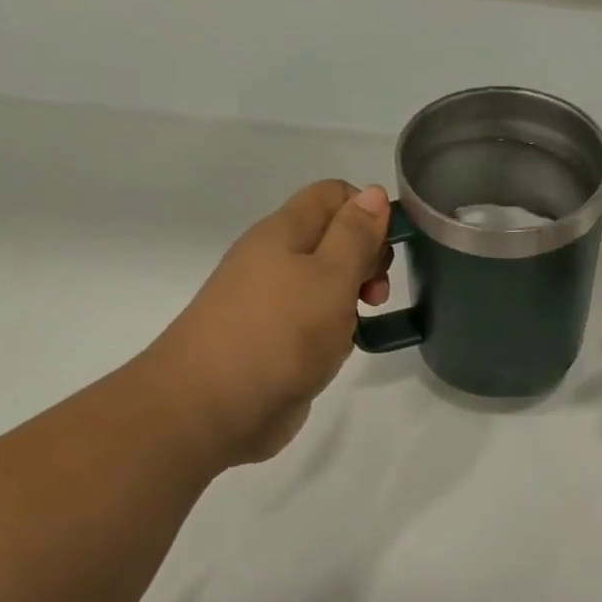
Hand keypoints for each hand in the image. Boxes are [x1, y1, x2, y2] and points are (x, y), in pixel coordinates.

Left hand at [142, 180, 391, 467]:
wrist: (212, 408)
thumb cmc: (280, 333)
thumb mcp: (330, 276)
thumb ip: (355, 235)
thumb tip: (373, 193)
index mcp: (283, 233)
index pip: (333, 195)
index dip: (368, 211)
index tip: (388, 250)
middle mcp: (273, 260)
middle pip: (332, 237)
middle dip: (366, 258)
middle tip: (375, 294)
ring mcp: (270, 302)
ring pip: (325, 282)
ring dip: (351, 299)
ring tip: (357, 327)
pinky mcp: (273, 341)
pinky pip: (313, 320)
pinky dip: (334, 330)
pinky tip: (337, 352)